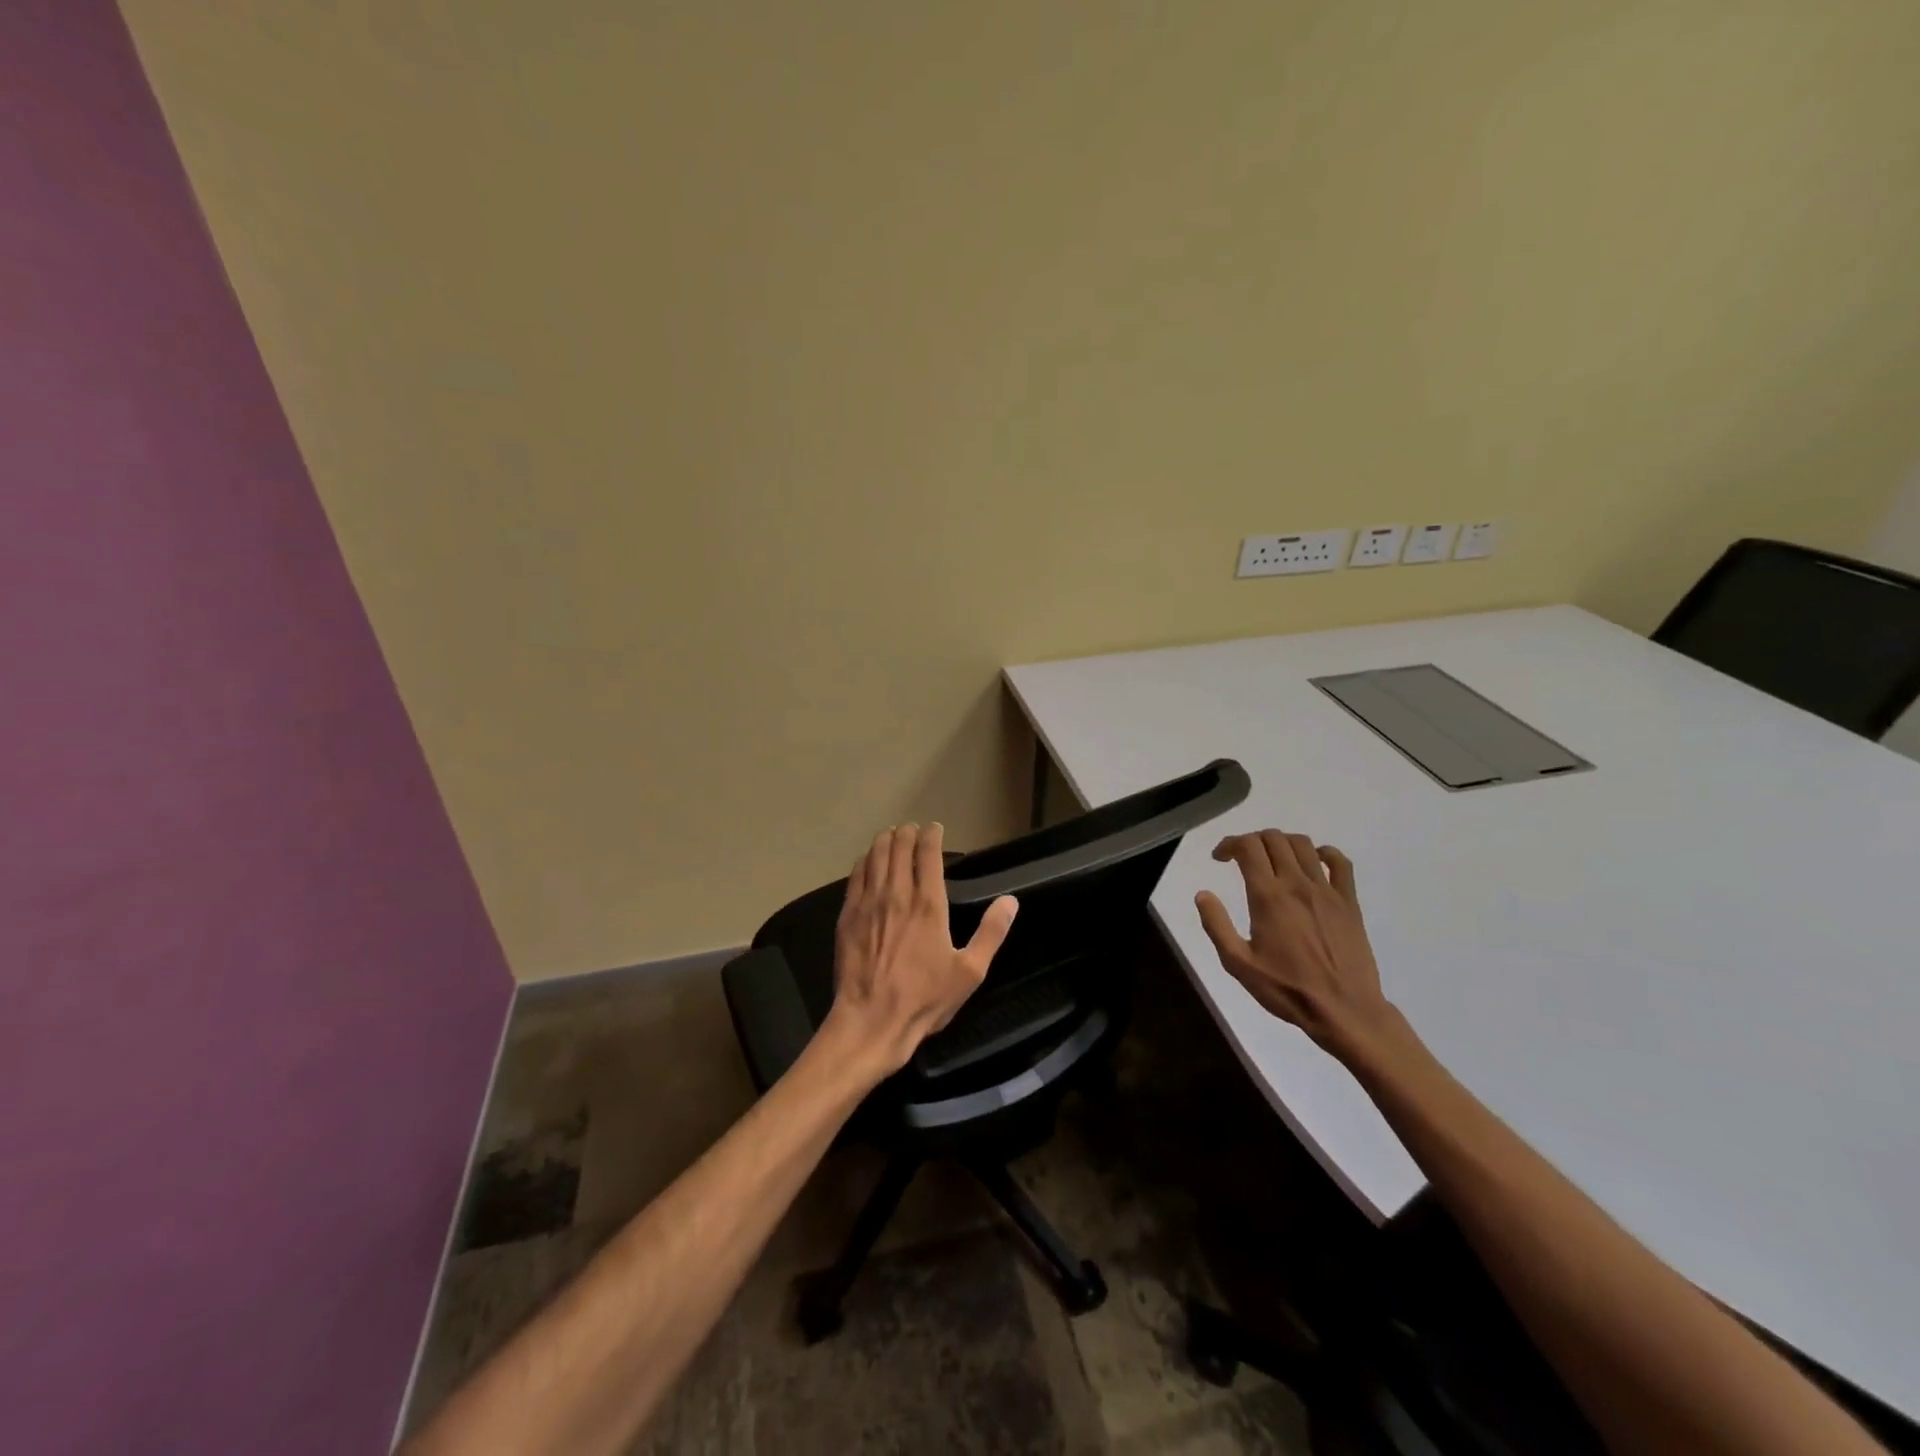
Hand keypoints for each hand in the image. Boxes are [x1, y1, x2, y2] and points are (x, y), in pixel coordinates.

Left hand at [829, 822, 1018, 1075]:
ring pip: (875, 857)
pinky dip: (864, 861)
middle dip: (907, 833)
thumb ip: (991, 933)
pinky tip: (866, 860)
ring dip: (885, 841)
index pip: (928, 855)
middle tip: (912, 829)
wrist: (871, 1020)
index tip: (935, 828)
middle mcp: (897, 895)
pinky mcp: (848, 916)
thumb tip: (1010, 901)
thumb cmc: (924, 999)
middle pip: (899, 849)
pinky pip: (855, 876)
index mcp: (928, 905)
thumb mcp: (970, 972)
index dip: (932, 836)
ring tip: (891, 834)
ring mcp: (869, 903)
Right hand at [1195, 830, 1394, 1059]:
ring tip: (1272, 859)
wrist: (1344, 1011)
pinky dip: (1324, 852)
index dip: (1229, 844)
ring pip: (1303, 844)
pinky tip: (1313, 862)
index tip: (1220, 858)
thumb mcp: (1238, 964)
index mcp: (1268, 897)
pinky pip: (1340, 863)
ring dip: (1281, 843)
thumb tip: (1202, 894)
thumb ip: (1216, 925)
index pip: (1248, 847)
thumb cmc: (1287, 989)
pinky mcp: (1349, 902)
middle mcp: (1297, 885)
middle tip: (1242, 859)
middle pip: (1274, 839)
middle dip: (1252, 840)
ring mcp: (1327, 891)